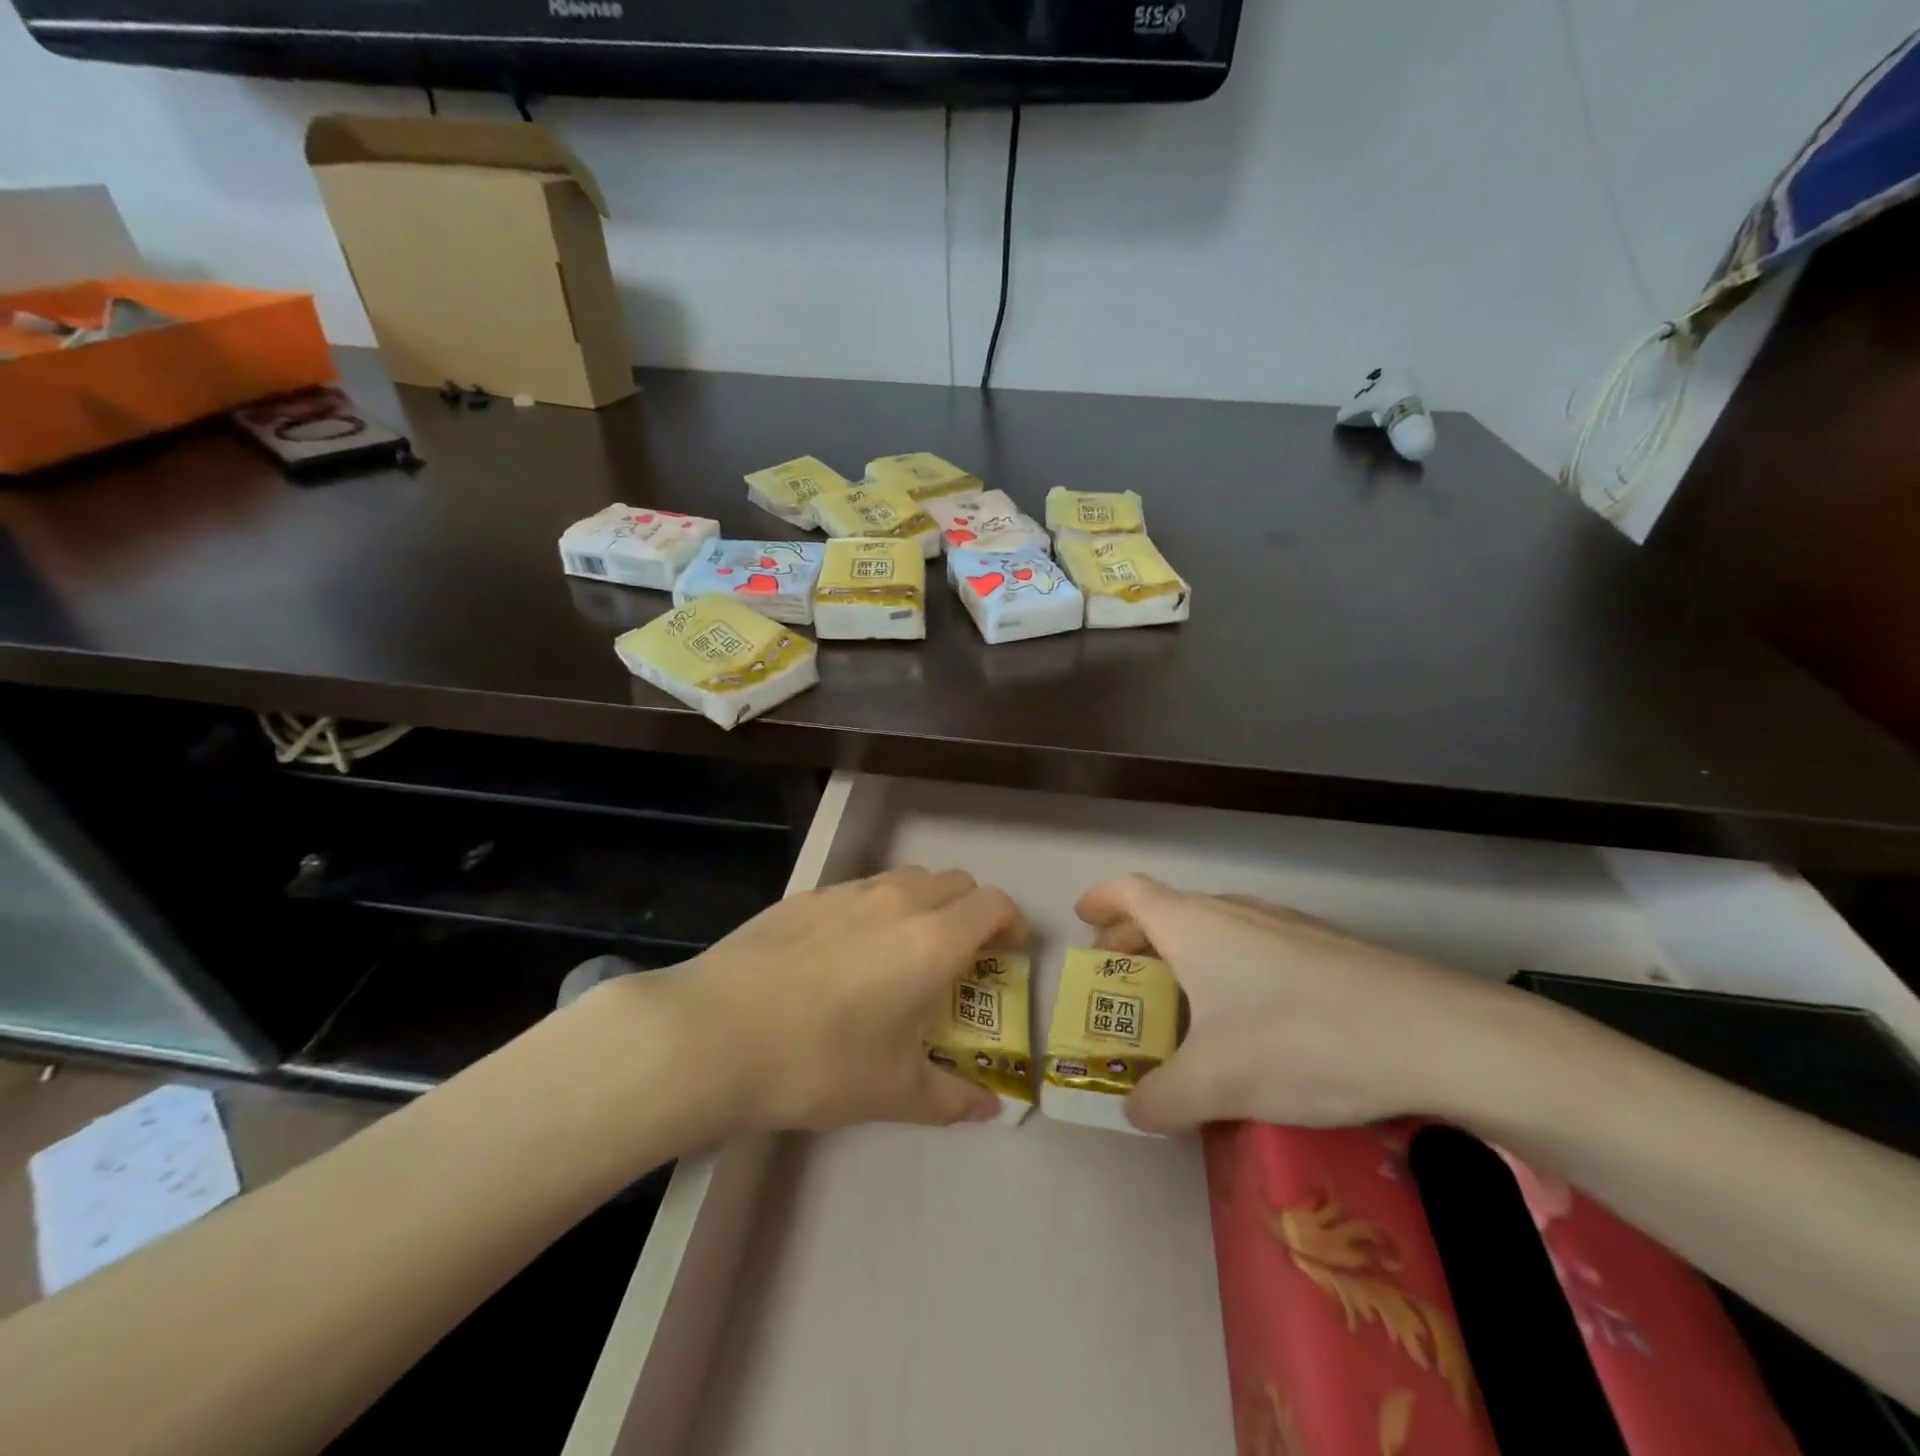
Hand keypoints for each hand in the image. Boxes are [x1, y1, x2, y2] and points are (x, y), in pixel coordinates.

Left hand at [625, 868, 1022, 1131]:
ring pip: (907, 880)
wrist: (715, 1033)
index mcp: (932, 940)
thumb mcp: (893, 1091)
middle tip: (959, 960)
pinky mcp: (806, 896)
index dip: (1010, 925)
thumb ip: (951, 1097)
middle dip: (970, 913)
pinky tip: (843, 956)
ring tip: (902, 954)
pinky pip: (861, 890)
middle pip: (956, 883)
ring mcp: (848, 892)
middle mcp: (898, 901)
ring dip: (924, 906)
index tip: (1006, 956)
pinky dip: (876, 909)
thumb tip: (990, 1110)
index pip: (993, 905)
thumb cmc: (819, 1063)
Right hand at [1076, 875, 1523, 1133]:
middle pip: (1167, 911)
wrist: (1435, 1034)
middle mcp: (1233, 912)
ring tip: (1179, 999)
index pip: (1131, 893)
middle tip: (1119, 973)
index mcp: (1194, 926)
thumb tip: (1135, 1111)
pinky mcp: (1324, 948)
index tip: (1082, 918)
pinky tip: (1248, 1016)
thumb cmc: (1301, 1041)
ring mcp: (1283, 925)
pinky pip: (1251, 945)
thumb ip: (1162, 1099)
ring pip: (1212, 928)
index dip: (1101, 900)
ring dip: (1182, 953)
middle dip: (1134, 938)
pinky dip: (1225, 966)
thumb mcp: (1217, 1083)